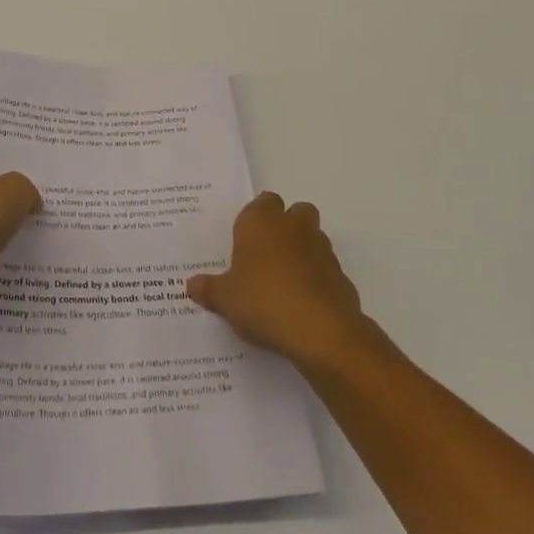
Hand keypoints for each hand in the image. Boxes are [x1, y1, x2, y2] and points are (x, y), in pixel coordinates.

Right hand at [188, 192, 374, 369]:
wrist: (320, 331)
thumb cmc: (263, 301)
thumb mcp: (225, 299)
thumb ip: (209, 289)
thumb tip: (191, 285)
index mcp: (262, 221)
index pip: (262, 202)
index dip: (255, 219)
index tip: (245, 242)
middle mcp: (294, 226)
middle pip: (295, 212)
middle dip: (286, 227)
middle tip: (267, 256)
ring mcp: (322, 249)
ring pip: (313, 238)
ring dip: (303, 252)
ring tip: (284, 283)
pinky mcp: (342, 276)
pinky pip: (326, 270)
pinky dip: (317, 280)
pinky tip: (303, 305)